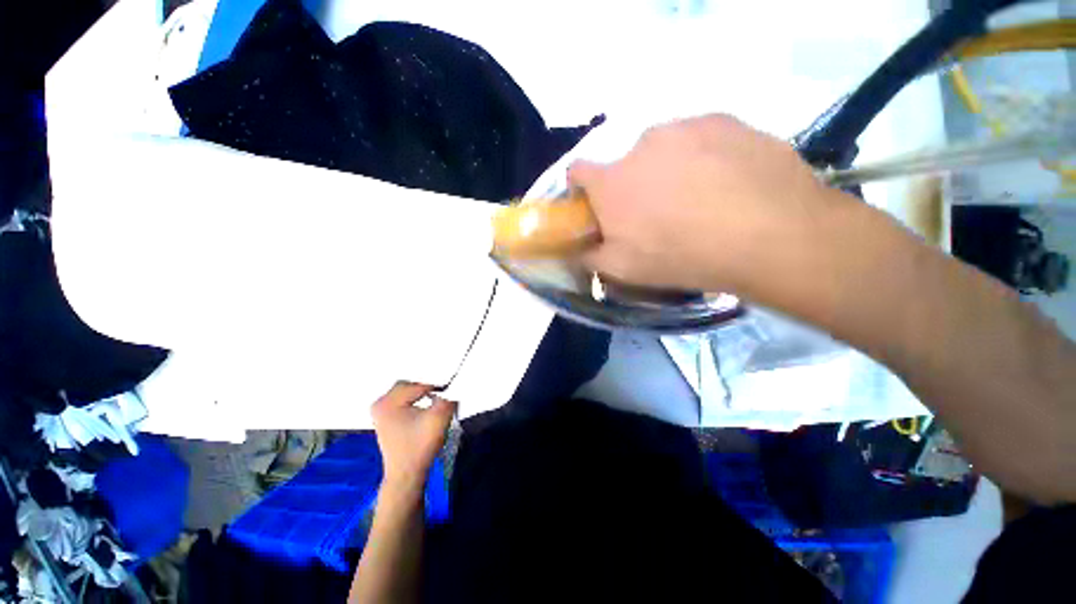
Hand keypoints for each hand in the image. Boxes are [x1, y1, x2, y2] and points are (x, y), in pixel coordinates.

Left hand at [371, 382, 456, 493]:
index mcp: (388, 401)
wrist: (407, 474)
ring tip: (436, 399)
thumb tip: (454, 385)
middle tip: (443, 392)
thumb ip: (448, 397)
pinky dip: (416, 400)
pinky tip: (426, 407)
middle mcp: (380, 403)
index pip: (419, 384)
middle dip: (428, 387)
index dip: (437, 386)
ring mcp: (381, 410)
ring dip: (422, 393)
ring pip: (408, 390)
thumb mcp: (439, 419)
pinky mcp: (386, 417)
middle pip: (411, 383)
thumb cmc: (420, 447)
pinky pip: (404, 399)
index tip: (450, 391)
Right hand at [568, 114, 850, 298]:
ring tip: (698, 199)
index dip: (581, 189)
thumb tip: (577, 249)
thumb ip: (590, 256)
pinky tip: (726, 183)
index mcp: (612, 181)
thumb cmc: (681, 255)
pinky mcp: (725, 120)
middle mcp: (641, 144)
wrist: (768, 235)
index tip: (596, 207)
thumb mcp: (624, 270)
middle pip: (625, 164)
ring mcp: (686, 126)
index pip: (577, 171)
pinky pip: (701, 138)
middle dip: (632, 186)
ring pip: (664, 149)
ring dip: (669, 170)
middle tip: (658, 214)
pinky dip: (703, 157)